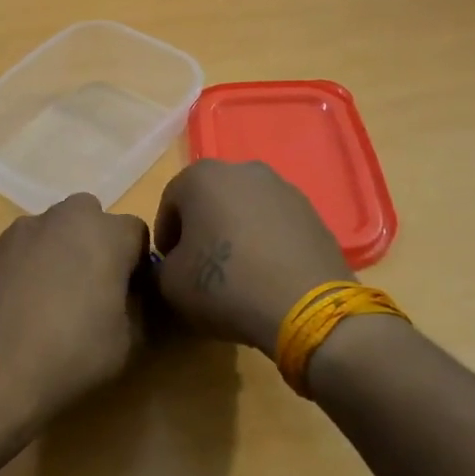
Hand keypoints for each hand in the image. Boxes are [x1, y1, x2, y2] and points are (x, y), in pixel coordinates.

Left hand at [0, 193, 151, 438]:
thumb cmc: (71, 353)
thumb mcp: (131, 342)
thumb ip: (144, 308)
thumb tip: (137, 296)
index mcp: (106, 233)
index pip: (137, 234)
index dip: (137, 265)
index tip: (130, 296)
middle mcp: (65, 217)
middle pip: (93, 220)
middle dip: (97, 246)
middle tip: (92, 290)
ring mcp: (23, 228)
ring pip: (55, 231)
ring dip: (61, 252)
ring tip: (51, 299)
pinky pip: (24, 248)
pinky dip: (29, 265)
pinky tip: (21, 304)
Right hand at [154, 161, 350, 352]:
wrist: (304, 306)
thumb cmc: (224, 285)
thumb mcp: (170, 283)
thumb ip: (162, 265)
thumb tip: (174, 264)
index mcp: (201, 176)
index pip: (170, 202)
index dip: (166, 235)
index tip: (169, 265)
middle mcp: (243, 170)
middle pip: (210, 199)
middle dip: (202, 228)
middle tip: (200, 265)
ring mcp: (282, 187)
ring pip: (245, 208)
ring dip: (235, 232)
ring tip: (237, 272)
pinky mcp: (312, 211)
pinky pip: (275, 223)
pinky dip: (265, 241)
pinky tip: (266, 273)